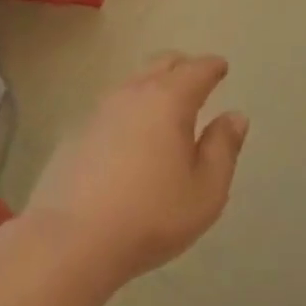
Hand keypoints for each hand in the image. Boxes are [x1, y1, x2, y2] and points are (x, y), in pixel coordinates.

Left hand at [26, 53, 248, 287]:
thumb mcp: (206, 189)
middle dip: (182, 66)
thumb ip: (223, 148)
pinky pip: (111, 109)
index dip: (212, 67)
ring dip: (152, 86)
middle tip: (196, 79)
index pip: (197, 69)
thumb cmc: (151, 215)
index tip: (221, 67)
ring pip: (132, 83)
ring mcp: (98, 111)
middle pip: (161, 64)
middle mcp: (132, 94)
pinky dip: (128, 111)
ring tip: (165, 107)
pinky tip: (130, 136)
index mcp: (169, 100)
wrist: (70, 241)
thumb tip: (234, 117)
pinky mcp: (74, 134)